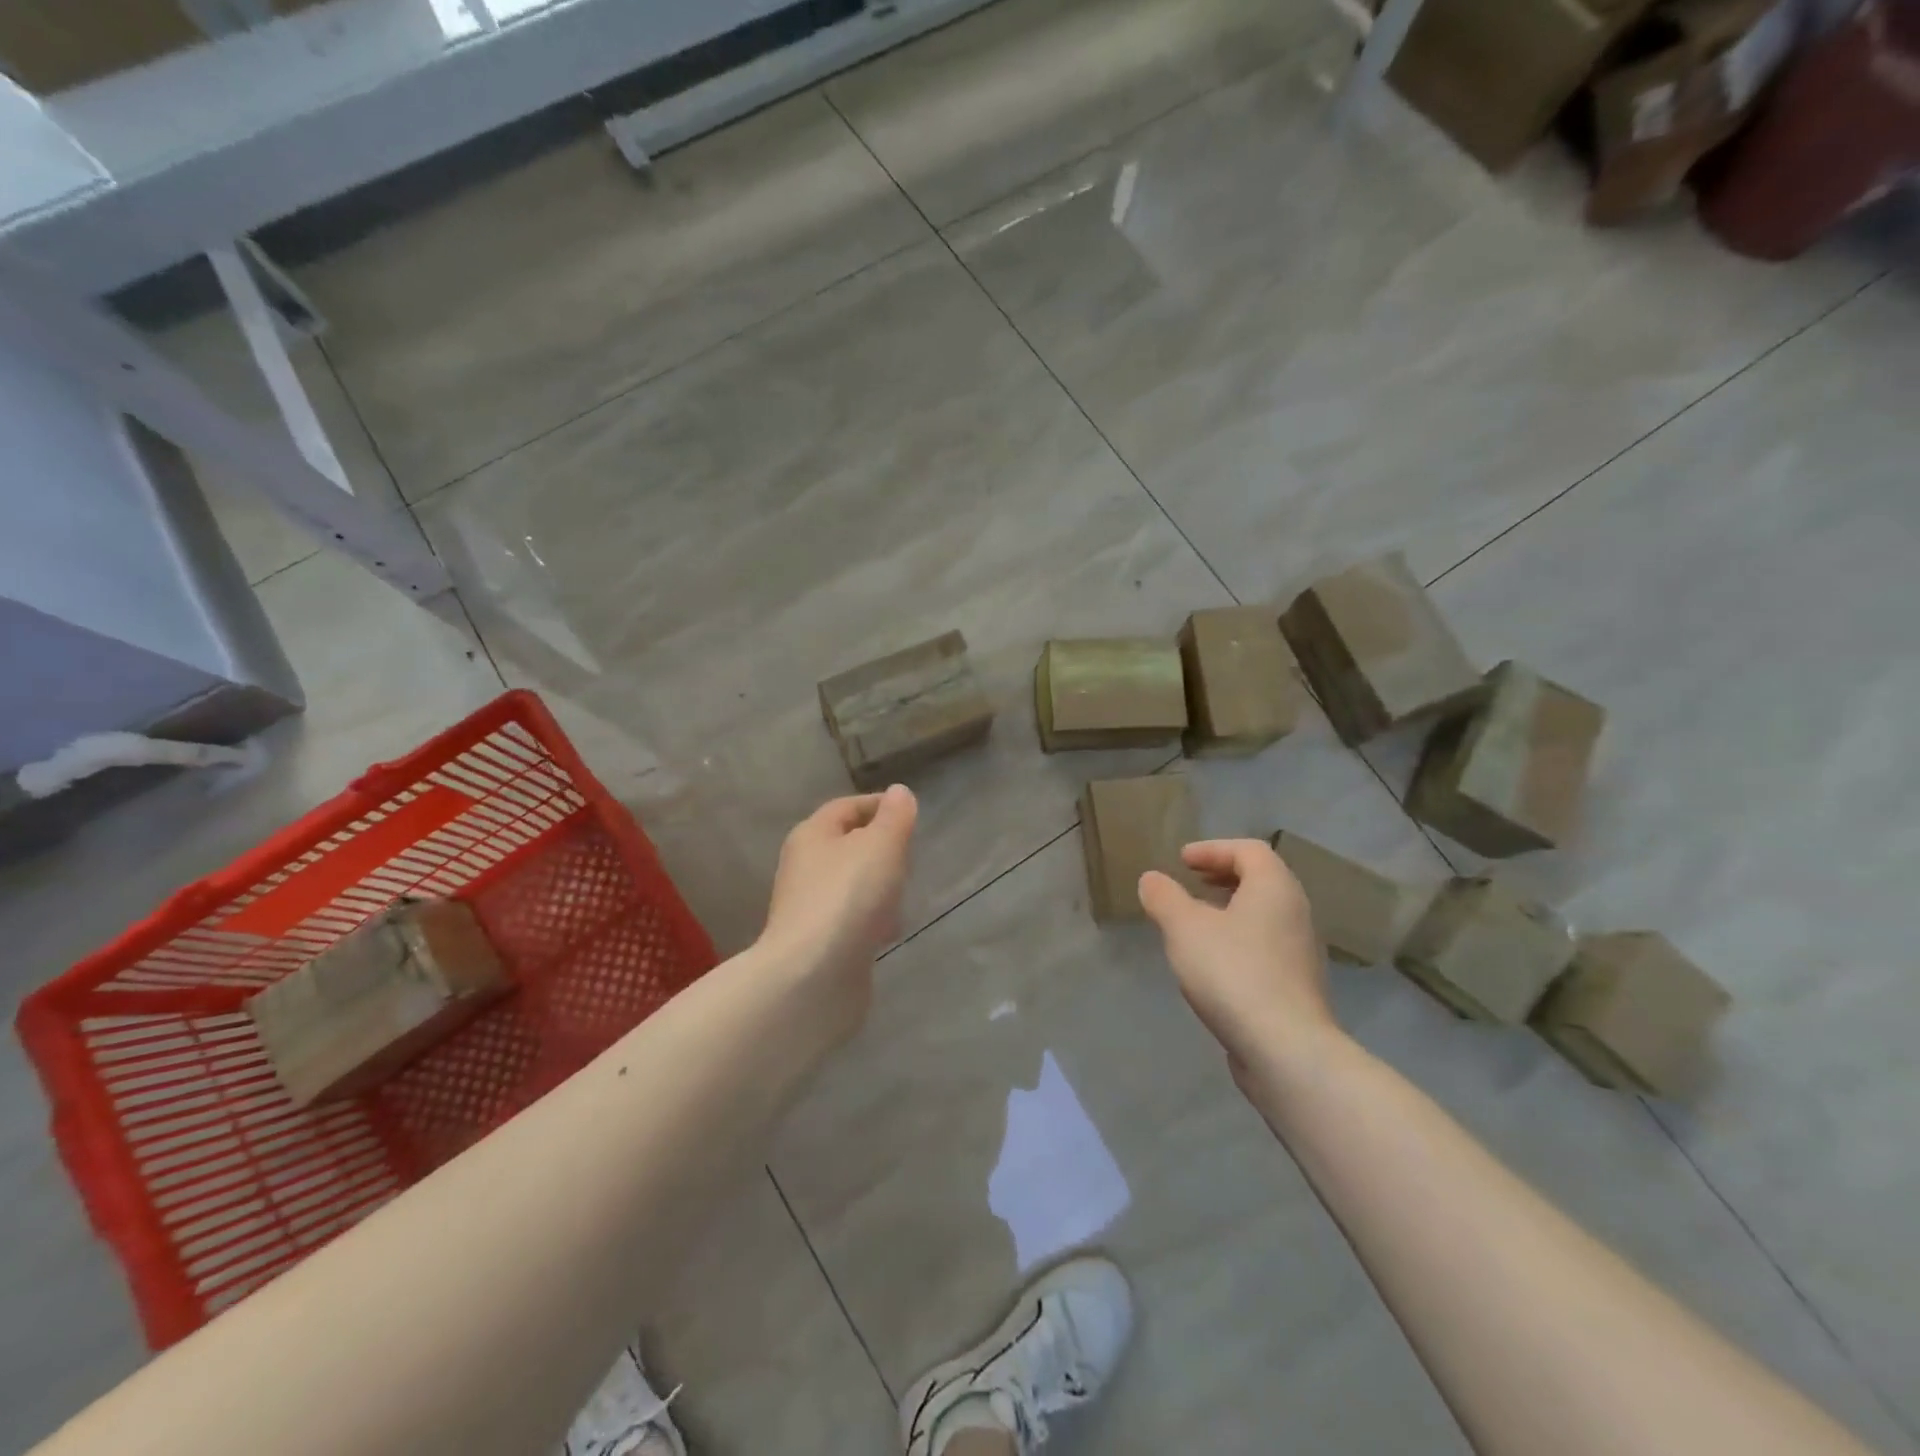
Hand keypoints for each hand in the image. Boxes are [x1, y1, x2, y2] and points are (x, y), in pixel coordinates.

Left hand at [759, 786, 917, 1037]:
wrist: (813, 977)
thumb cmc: (848, 897)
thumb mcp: (881, 845)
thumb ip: (895, 817)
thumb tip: (899, 793)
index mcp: (812, 835)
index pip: (846, 807)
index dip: (878, 805)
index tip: (910, 814)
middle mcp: (804, 867)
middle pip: (846, 845)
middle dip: (880, 847)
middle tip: (911, 854)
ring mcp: (809, 908)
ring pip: (850, 884)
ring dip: (878, 885)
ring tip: (906, 893)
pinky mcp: (819, 944)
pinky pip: (851, 919)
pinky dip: (872, 918)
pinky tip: (890, 931)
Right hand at [1138, 839, 1339, 1078]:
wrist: (1285, 1048)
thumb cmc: (1233, 972)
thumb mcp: (1184, 928)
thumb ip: (1164, 898)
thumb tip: (1152, 879)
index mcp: (1275, 888)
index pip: (1248, 850)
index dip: (1213, 849)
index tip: (1182, 860)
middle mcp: (1296, 913)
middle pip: (1262, 880)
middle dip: (1223, 877)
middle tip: (1191, 883)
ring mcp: (1302, 952)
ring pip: (1264, 916)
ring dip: (1230, 910)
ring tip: (1196, 923)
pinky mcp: (1298, 986)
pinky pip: (1266, 946)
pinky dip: (1239, 940)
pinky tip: (1213, 963)